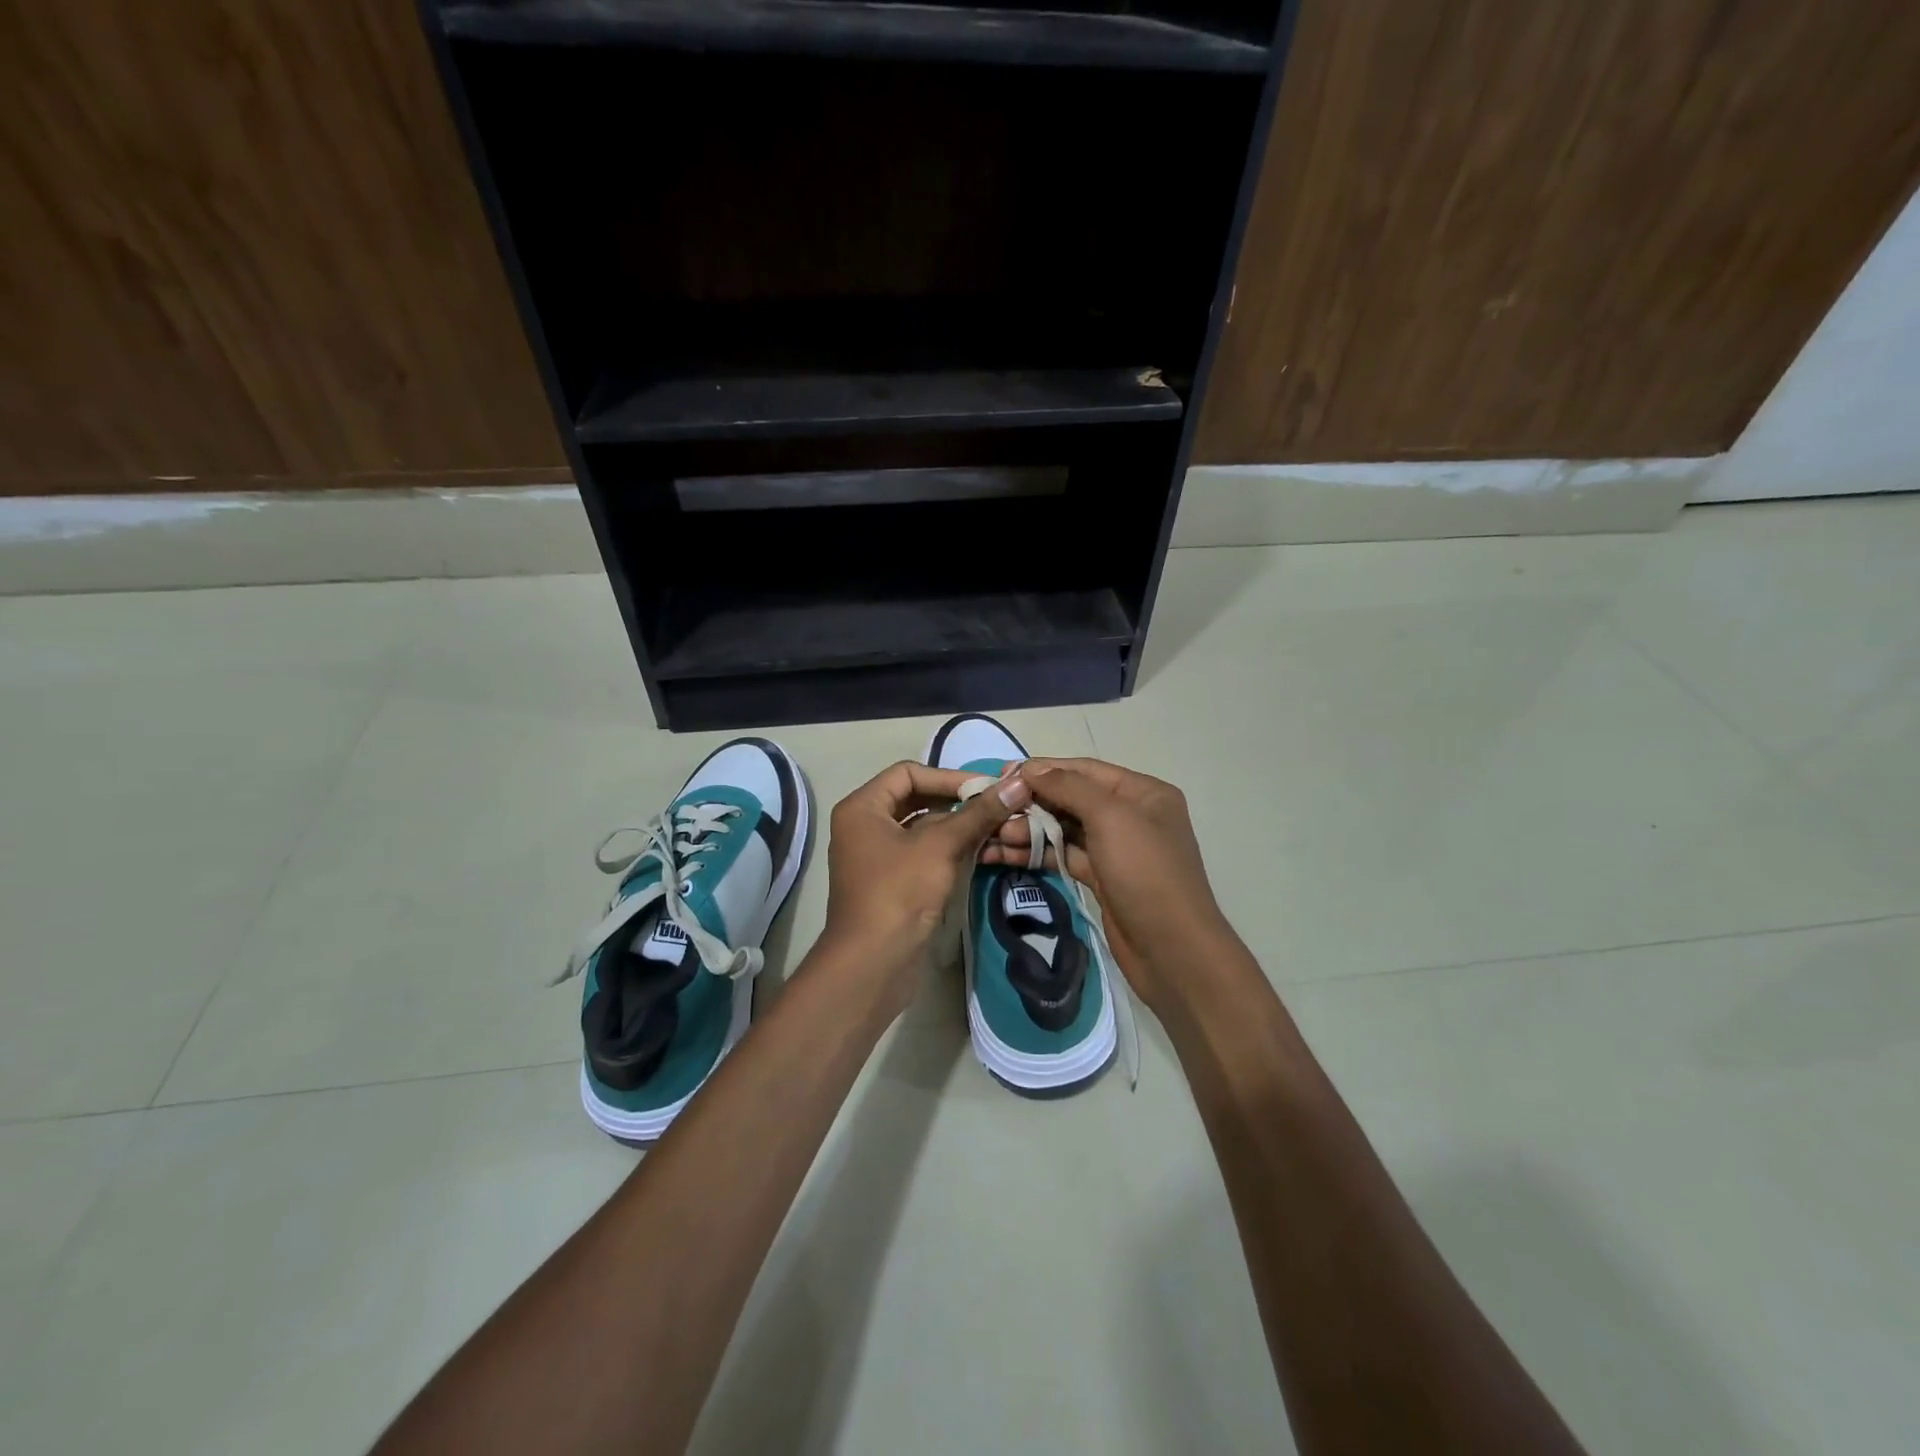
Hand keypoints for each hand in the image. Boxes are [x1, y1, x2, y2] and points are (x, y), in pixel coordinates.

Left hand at [818, 760, 1032, 1000]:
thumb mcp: (941, 846)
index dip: (948, 776)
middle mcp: (864, 826)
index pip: (908, 773)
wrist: (873, 964)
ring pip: (923, 829)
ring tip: (997, 829)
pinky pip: (923, 854)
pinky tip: (982, 854)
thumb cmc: (899, 892)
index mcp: (862, 808)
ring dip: (958, 828)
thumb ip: (978, 813)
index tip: (986, 788)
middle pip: (916, 800)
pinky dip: (949, 851)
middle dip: (957, 803)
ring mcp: (876, 857)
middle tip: (996, 806)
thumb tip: (1018, 783)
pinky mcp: (892, 883)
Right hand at [979, 757, 1237, 1014]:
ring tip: (990, 836)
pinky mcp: (1101, 879)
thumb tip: (1032, 769)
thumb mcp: (1111, 818)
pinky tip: (1004, 854)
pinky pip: (1063, 856)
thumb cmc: (1146, 873)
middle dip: (1031, 803)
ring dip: (1028, 830)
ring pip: (1064, 830)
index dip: (1043, 769)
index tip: (1003, 774)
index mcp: (1142, 792)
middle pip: (1071, 799)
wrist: (1172, 951)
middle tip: (991, 809)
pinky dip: (1036, 853)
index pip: (1084, 770)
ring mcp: (1115, 849)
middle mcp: (1130, 815)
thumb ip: (1070, 788)